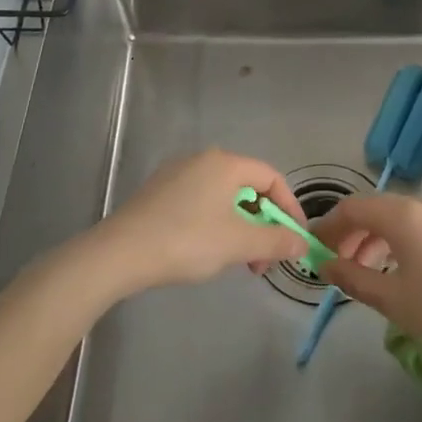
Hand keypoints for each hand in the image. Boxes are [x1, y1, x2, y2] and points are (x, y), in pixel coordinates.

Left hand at [90, 149, 307, 293]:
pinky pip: (201, 202)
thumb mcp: (238, 244)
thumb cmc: (186, 241)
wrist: (119, 253)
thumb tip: (302, 244)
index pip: (272, 178)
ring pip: (224, 198)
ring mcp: (177, 174)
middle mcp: (203, 159)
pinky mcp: (159, 192)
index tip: (295, 239)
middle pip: (248, 188)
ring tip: (238, 262)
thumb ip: (275, 241)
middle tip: (263, 260)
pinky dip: (216, 224)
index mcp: (226, 163)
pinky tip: (208, 251)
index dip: (289, 208)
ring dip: (240, 228)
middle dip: (263, 225)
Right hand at [312, 195, 421, 362]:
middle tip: (336, 265)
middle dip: (351, 234)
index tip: (313, 249)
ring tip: (365, 272)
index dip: (329, 226)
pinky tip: (398, 271)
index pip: (353, 207)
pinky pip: (420, 226)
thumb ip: (353, 277)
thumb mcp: (392, 299)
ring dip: (375, 239)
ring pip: (399, 218)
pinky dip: (399, 241)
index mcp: (403, 215)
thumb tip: (325, 264)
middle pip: (376, 209)